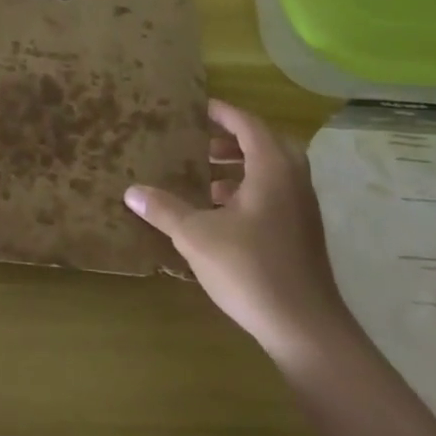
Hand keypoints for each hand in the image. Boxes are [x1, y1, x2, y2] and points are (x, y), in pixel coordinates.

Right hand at [125, 99, 357, 367]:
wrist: (305, 327)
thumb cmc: (250, 269)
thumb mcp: (196, 236)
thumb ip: (165, 209)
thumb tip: (131, 191)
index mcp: (272, 169)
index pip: (248, 124)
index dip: (222, 113)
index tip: (197, 108)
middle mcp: (292, 181)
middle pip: (264, 145)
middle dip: (231, 140)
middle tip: (199, 143)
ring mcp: (302, 208)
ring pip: (271, 172)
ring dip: (239, 168)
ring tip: (204, 178)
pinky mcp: (301, 233)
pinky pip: (274, 194)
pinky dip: (248, 191)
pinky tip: (221, 214)